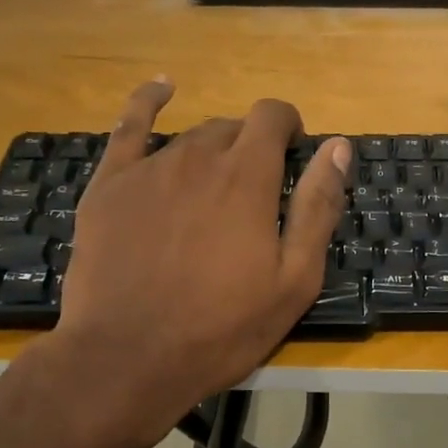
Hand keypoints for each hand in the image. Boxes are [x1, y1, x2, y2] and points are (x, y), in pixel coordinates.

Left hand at [42, 80, 350, 447]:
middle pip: (232, 128)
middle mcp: (198, 157)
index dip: (289, 127)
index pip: (272, 116)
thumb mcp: (293, 280)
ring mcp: (148, 168)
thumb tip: (338, 146)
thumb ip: (318, 207)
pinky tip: (161, 88)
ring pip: (191, 137)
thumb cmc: (220, 328)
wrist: (126, 359)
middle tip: (254, 195)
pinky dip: (147, 102)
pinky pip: (129, 128)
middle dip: (251, 148)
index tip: (294, 155)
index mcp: (247, 176)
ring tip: (213, 190)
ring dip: (212, 151)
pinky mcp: (109, 185)